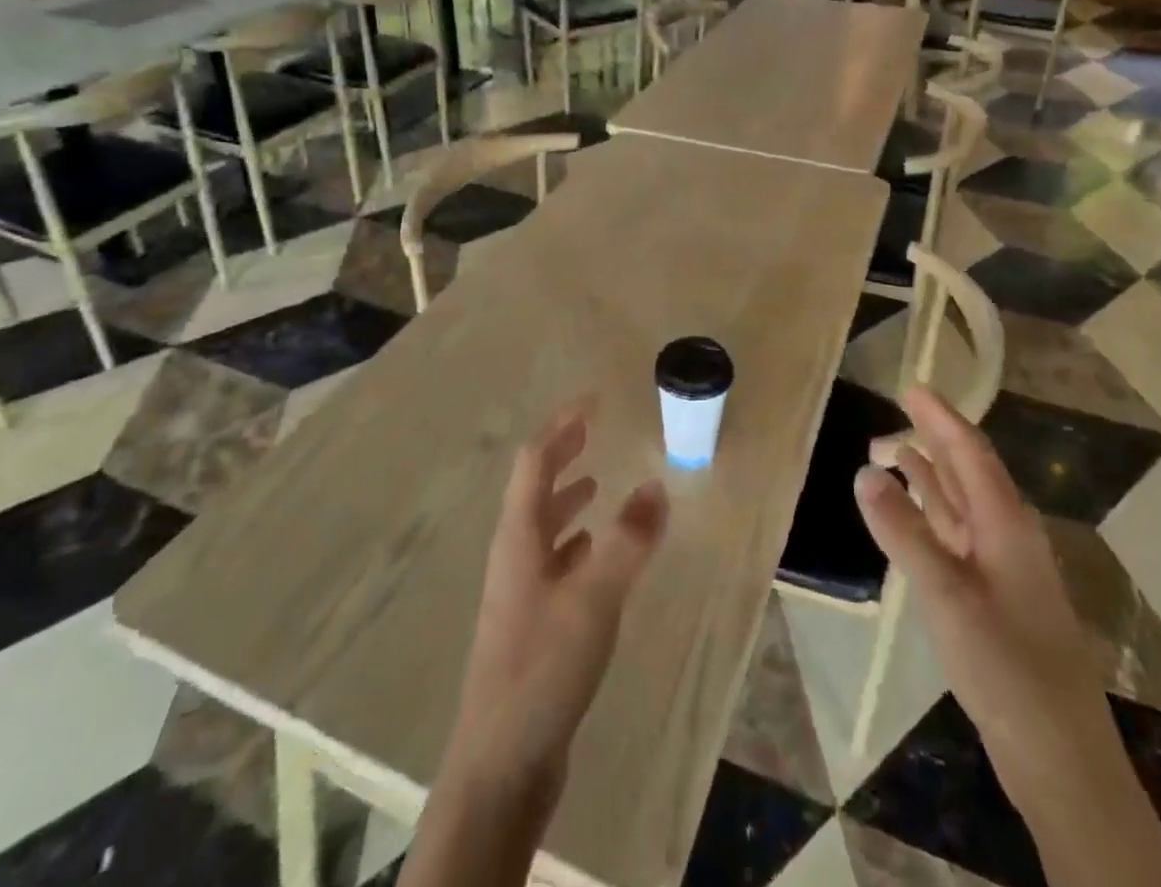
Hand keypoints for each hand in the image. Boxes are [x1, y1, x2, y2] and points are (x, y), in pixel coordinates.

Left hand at [450, 404, 669, 789]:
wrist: (502, 761)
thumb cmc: (543, 665)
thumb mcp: (594, 597)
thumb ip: (629, 540)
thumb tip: (658, 485)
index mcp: (519, 535)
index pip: (535, 460)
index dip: (561, 424)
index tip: (592, 400)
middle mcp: (514, 553)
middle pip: (535, 487)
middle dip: (562, 453)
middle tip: (591, 427)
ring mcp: (520, 589)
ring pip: (543, 524)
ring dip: (566, 496)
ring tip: (595, 480)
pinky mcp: (531, 621)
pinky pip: (553, 560)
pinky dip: (574, 540)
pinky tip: (593, 549)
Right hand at [855, 386, 1108, 767]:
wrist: (1059, 758)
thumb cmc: (1005, 666)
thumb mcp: (945, 593)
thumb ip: (903, 531)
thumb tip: (865, 471)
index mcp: (1006, 523)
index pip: (970, 452)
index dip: (941, 417)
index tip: (913, 386)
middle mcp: (1008, 535)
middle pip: (969, 472)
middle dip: (935, 438)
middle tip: (899, 410)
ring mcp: (1003, 569)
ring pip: (963, 504)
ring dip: (930, 475)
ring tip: (893, 451)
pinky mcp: (994, 598)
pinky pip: (958, 535)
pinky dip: (931, 514)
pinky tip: (912, 515)